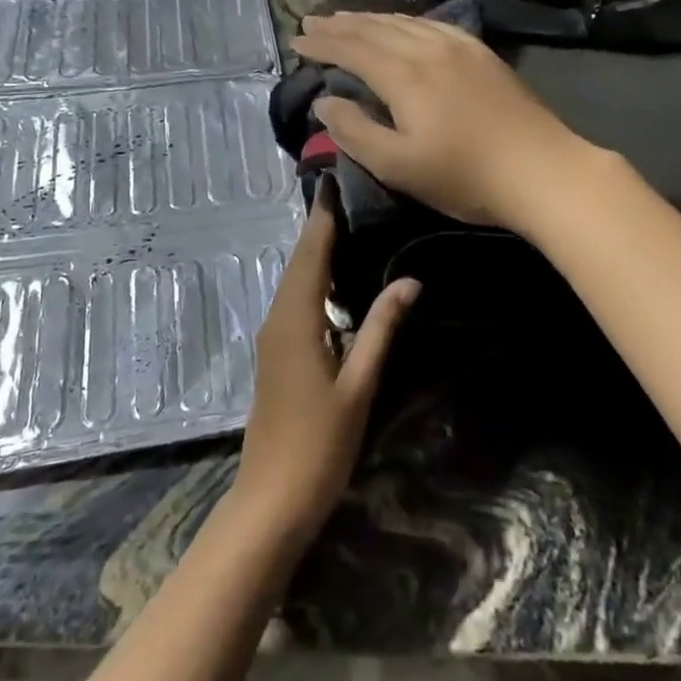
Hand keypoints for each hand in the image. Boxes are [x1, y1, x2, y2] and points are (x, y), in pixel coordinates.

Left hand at [230, 186, 418, 552]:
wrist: (272, 498)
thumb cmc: (320, 444)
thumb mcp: (358, 385)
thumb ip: (381, 329)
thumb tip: (409, 280)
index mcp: (295, 320)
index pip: (310, 255)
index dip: (322, 218)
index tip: (333, 181)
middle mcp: (277, 319)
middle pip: (298, 263)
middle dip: (318, 228)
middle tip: (346, 195)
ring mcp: (272, 338)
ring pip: (293, 282)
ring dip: (314, 253)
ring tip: (346, 226)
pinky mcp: (275, 355)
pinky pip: (293, 302)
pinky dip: (311, 280)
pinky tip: (334, 281)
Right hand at [292, 12, 594, 230]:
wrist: (541, 170)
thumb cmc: (464, 176)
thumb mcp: (397, 166)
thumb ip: (354, 131)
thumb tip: (325, 101)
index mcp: (404, 75)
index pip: (351, 49)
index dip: (321, 44)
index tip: (296, 40)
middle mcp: (428, 49)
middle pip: (375, 27)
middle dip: (340, 24)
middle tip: (311, 21)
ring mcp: (460, 47)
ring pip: (404, 21)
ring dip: (370, 18)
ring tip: (347, 18)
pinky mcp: (482, 54)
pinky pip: (433, 24)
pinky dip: (406, 21)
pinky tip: (404, 25)